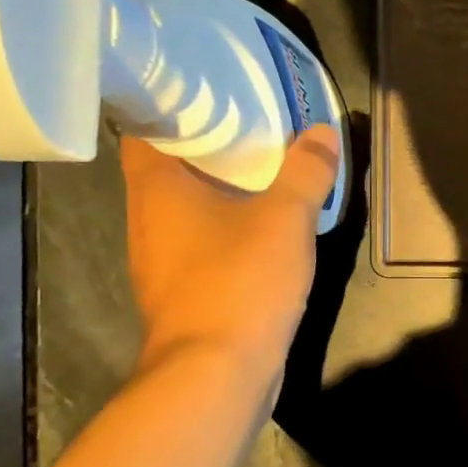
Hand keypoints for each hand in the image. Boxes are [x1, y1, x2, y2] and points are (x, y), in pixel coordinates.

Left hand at [120, 127, 340, 372]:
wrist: (218, 374)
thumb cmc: (240, 281)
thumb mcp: (286, 218)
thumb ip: (305, 172)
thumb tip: (322, 132)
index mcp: (157, 188)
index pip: (145, 127)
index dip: (172, 105)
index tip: (210, 92)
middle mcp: (147, 221)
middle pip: (167, 168)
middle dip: (206, 147)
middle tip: (249, 126)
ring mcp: (160, 263)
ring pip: (185, 211)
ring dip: (217, 193)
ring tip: (260, 173)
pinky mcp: (182, 295)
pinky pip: (200, 246)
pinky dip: (224, 231)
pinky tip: (260, 232)